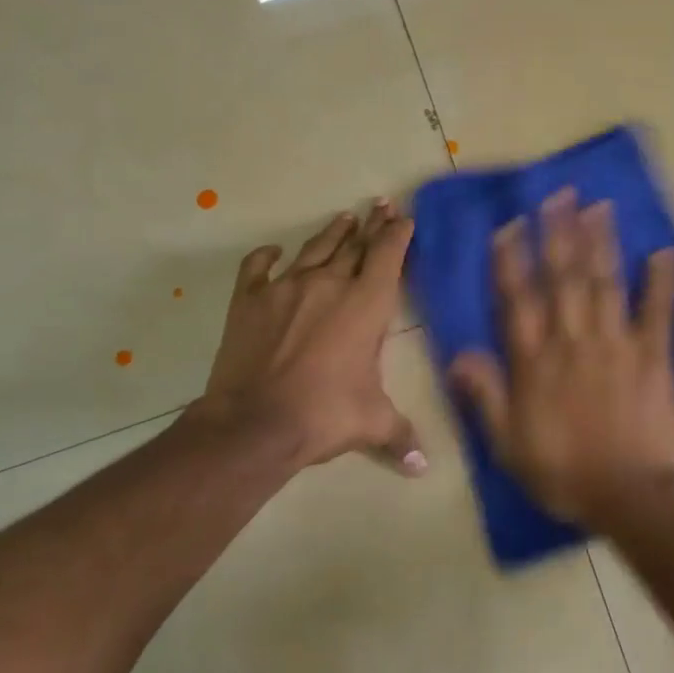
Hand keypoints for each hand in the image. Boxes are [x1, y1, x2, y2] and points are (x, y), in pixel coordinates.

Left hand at [193, 200, 423, 475]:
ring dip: (333, 232)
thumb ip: (401, 436)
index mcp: (366, 304)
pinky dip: (267, 256)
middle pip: (355, 244)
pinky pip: (258, 267)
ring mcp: (286, 287)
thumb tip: (424, 467)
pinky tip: (274, 252)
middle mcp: (329, 284)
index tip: (404, 216)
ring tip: (344, 217)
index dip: (398, 233)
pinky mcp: (249, 299)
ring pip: (315, 248)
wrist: (255, 422)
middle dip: (372, 225)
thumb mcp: (372, 423)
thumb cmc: (325, 415)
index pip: (388, 255)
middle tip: (380, 205)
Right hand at [448, 190, 673, 530]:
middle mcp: (572, 341)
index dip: (511, 260)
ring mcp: (616, 344)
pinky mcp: (654, 356)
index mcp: (535, 362)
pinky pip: (657, 312)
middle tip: (559, 194)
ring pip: (604, 283)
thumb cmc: (563, 472)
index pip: (518, 300)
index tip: (510, 224)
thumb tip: (458, 353)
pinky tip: (664, 250)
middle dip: (558, 233)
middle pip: (563, 278)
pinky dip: (661, 280)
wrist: (628, 497)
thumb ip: (484, 394)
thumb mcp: (507, 443)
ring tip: (598, 206)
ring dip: (600, 242)